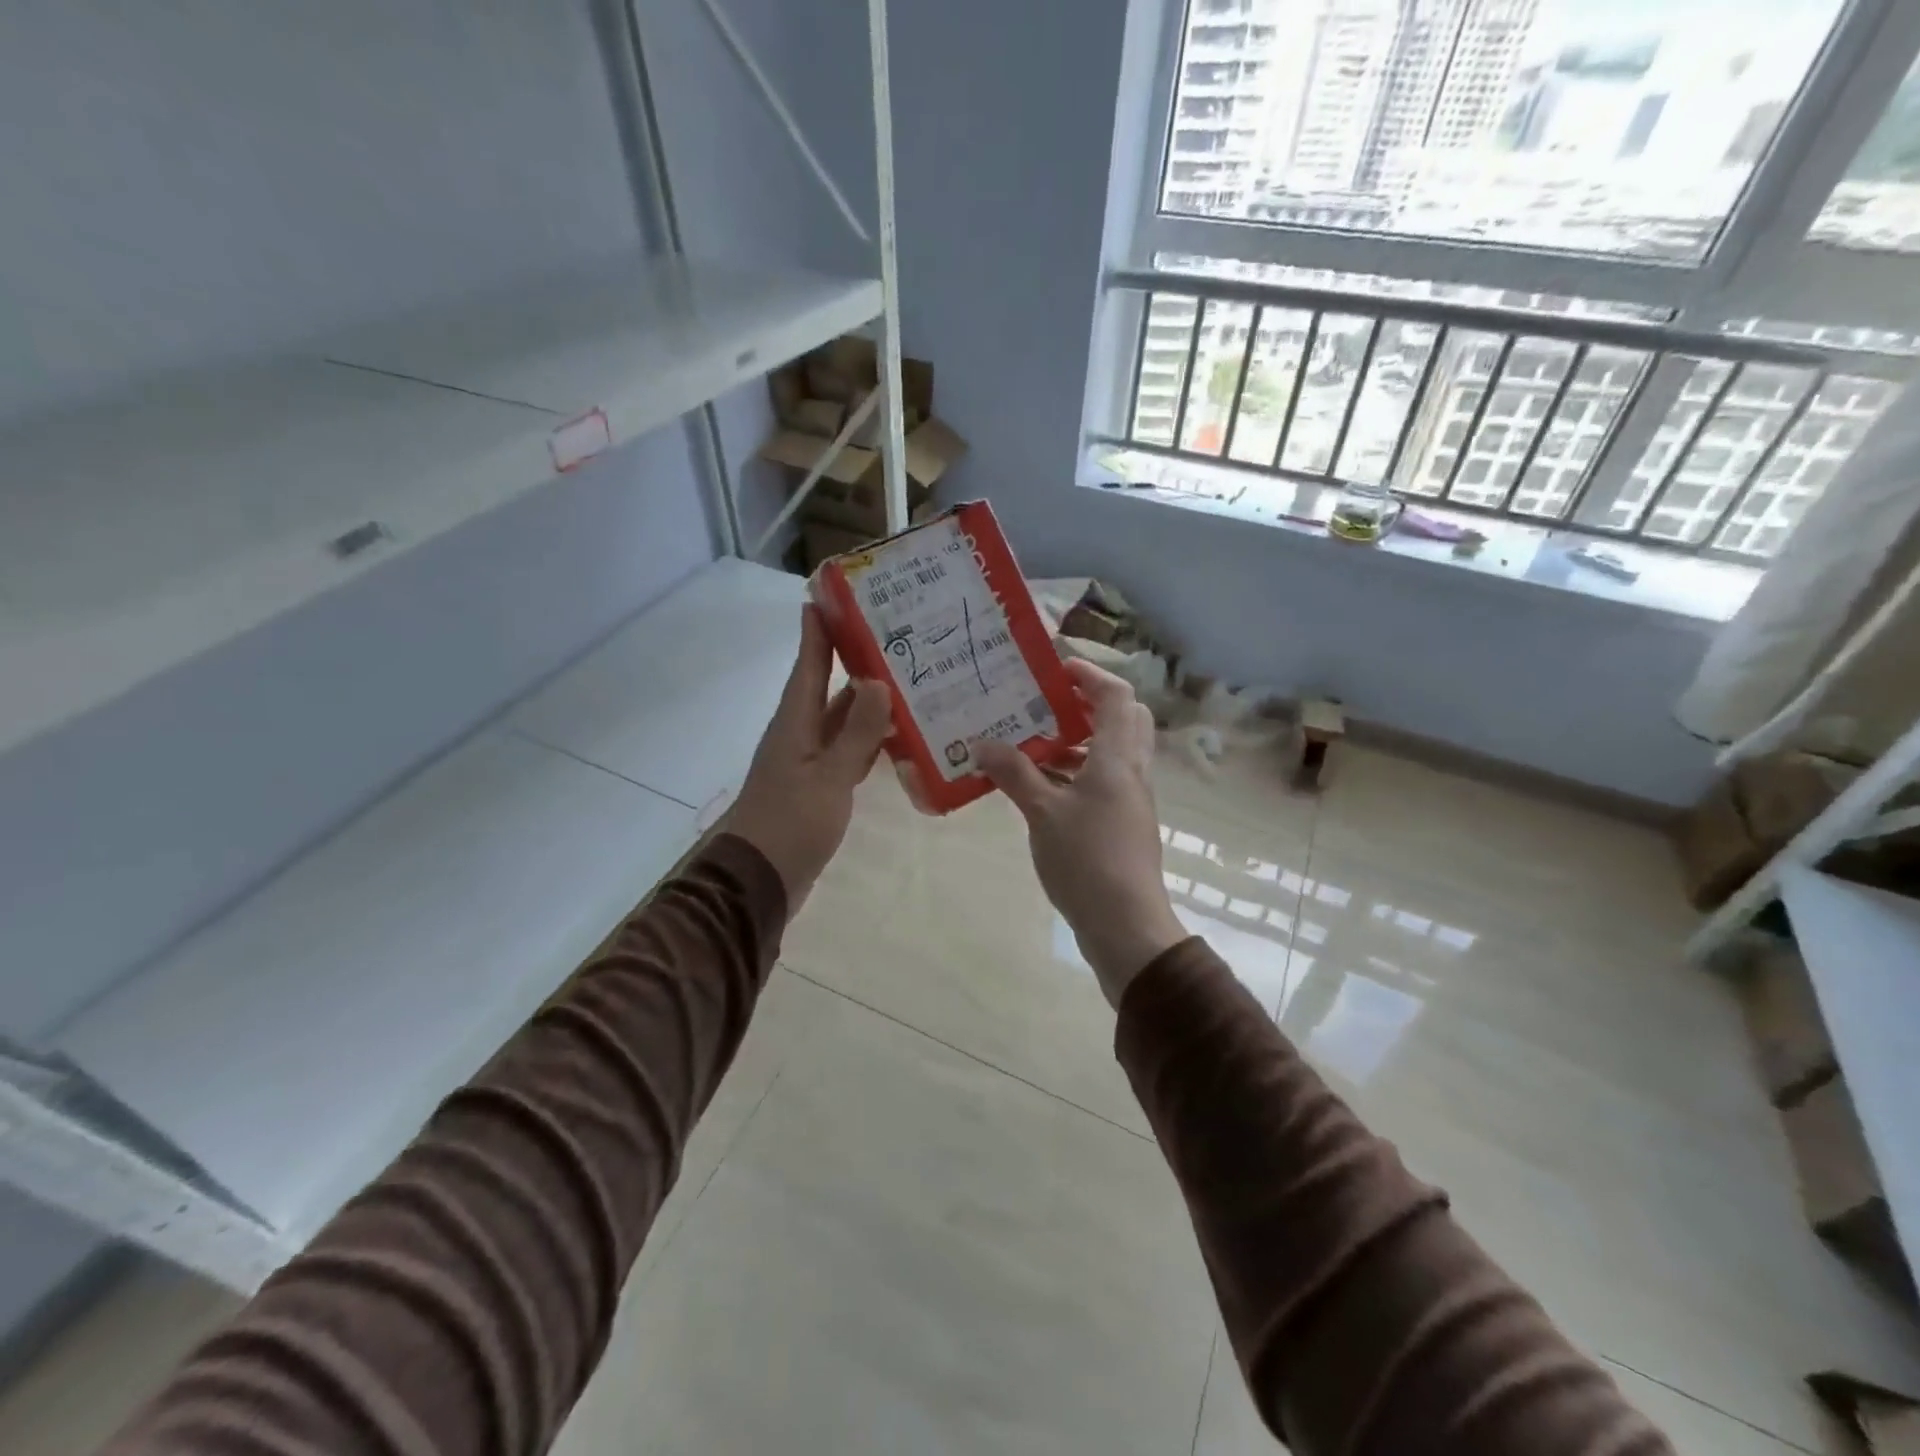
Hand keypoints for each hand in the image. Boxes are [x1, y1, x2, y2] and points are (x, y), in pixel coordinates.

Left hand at [724, 606, 892, 913]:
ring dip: (865, 701)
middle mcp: (799, 734)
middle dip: (852, 660)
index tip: (830, 596)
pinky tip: (895, 736)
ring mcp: (808, 762)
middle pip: (825, 687)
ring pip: (839, 720)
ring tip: (905, 678)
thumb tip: (878, 682)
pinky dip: (867, 739)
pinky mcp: (818, 787)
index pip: (807, 665)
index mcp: (794, 723)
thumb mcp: (829, 778)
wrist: (758, 882)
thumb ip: (855, 733)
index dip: (817, 631)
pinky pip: (846, 751)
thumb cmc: (790, 825)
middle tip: (892, 635)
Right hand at [973, 660, 1185, 1007]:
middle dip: (1088, 704)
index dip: (1090, 675)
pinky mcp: (1124, 823)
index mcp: (1117, 758)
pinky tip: (1040, 787)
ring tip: (1032, 743)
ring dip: (1078, 741)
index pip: (1116, 696)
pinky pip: (1103, 781)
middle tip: (1047, 704)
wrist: (1126, 925)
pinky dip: (1076, 772)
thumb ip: (1014, 774)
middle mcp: (1131, 770)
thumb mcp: (1043, 813)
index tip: (1056, 669)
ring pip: (1112, 752)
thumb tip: (982, 743)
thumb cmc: (1087, 860)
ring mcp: (1131, 798)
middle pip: (1123, 718)